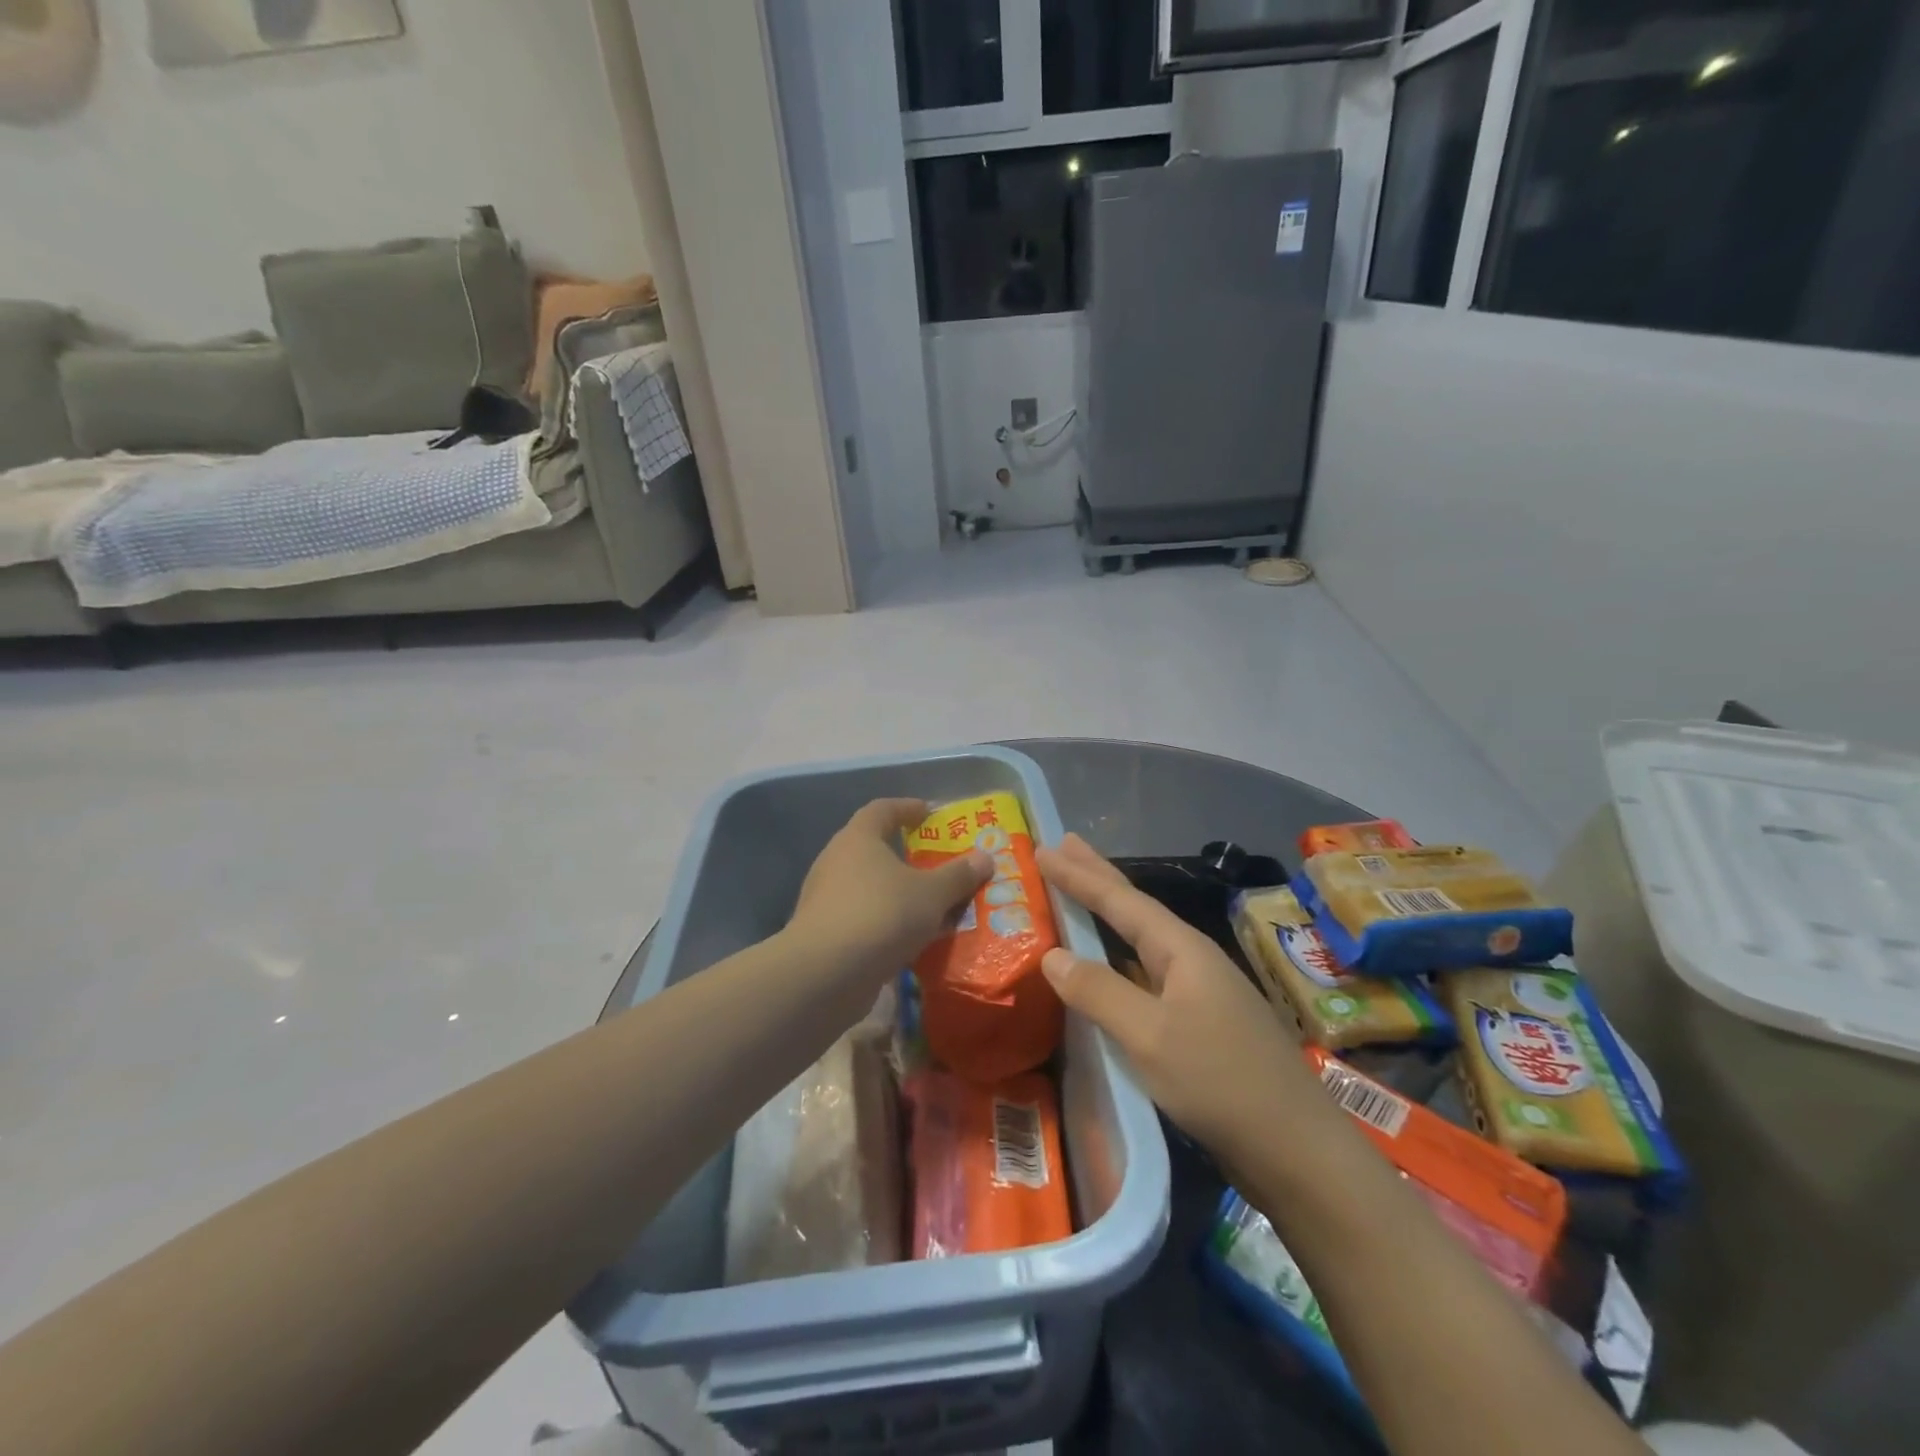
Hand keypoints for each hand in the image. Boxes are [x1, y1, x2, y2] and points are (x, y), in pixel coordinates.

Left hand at [788, 799, 991, 983]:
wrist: (825, 975)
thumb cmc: (881, 915)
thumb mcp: (931, 894)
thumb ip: (958, 875)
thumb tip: (985, 857)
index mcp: (858, 839)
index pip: (882, 809)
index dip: (907, 808)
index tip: (929, 813)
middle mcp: (836, 861)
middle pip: (873, 848)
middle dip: (906, 855)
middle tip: (937, 863)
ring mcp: (825, 899)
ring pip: (869, 887)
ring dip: (897, 893)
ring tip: (931, 904)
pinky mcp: (824, 934)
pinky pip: (863, 918)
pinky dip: (886, 922)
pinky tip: (910, 938)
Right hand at [1036, 834, 1329, 1165]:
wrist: (1295, 1149)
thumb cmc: (1219, 1081)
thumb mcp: (1149, 1036)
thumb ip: (1099, 991)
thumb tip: (1052, 955)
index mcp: (1182, 951)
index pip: (1121, 901)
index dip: (1080, 875)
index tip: (1044, 849)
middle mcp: (1192, 960)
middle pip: (1136, 908)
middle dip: (1098, 876)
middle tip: (1064, 845)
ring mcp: (1200, 992)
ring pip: (1142, 940)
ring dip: (1109, 914)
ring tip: (1081, 892)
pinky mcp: (1201, 1023)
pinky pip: (1148, 973)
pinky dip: (1119, 958)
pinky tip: (1111, 964)